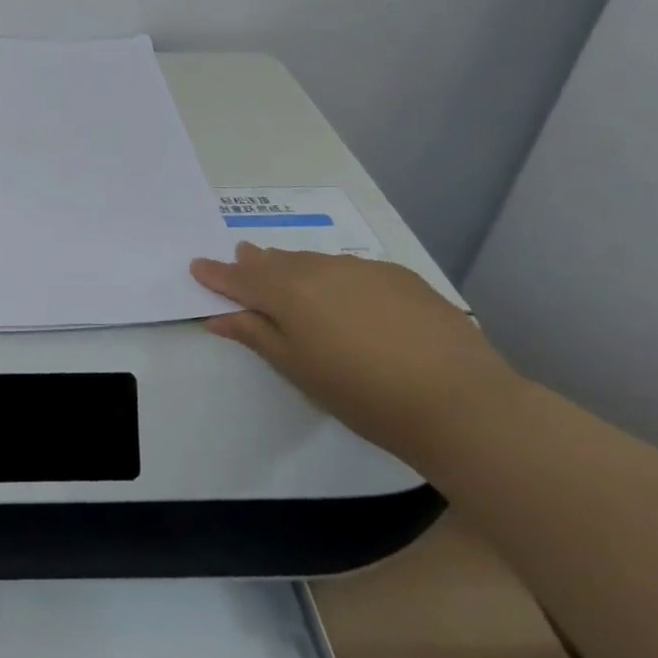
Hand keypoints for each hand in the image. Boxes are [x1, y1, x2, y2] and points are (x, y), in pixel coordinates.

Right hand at [190, 243, 515, 462]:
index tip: (197, 266)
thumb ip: (256, 335)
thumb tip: (219, 316)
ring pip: (315, 261)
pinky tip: (345, 295)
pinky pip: (351, 268)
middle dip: (255, 262)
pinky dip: (334, 276)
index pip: (240, 278)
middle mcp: (321, 269)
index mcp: (288, 292)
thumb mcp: (298, 369)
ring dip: (294, 266)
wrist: (460, 400)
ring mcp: (363, 269)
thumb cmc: (363, 394)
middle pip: (277, 261)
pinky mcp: (400, 276)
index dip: (217, 274)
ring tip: (287, 273)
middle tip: (242, 257)